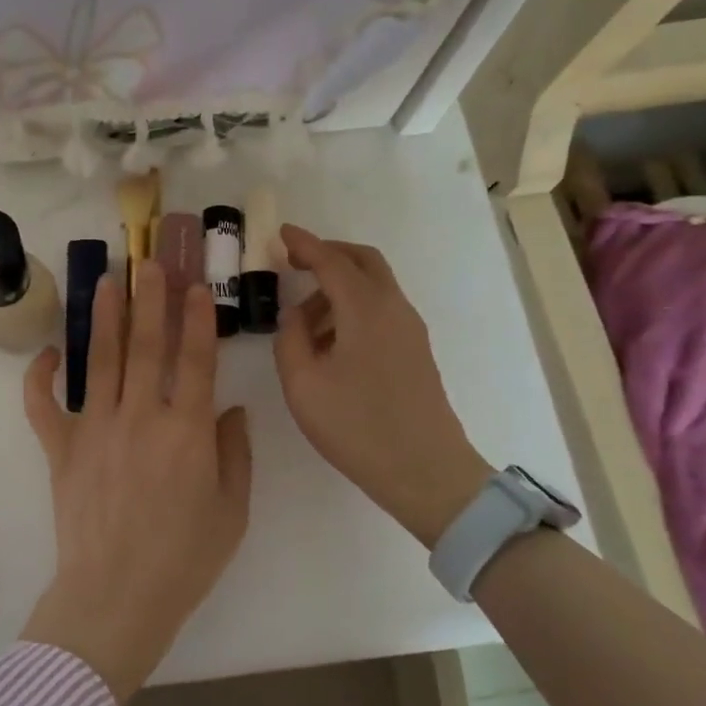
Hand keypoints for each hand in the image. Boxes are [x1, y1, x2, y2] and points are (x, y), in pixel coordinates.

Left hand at [20, 263, 252, 701]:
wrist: (116, 597)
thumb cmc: (184, 559)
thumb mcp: (231, 510)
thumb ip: (234, 453)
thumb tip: (230, 409)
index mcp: (186, 431)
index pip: (195, 360)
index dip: (197, 319)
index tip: (195, 287)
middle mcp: (140, 417)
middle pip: (146, 346)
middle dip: (150, 300)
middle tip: (150, 263)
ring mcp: (94, 429)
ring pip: (100, 361)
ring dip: (105, 318)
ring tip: (107, 281)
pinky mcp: (60, 450)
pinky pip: (43, 406)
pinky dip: (40, 378)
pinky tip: (48, 353)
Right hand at [274, 226, 490, 548]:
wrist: (425, 471)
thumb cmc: (357, 426)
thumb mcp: (302, 384)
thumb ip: (289, 339)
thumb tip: (295, 316)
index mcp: (365, 309)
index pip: (331, 261)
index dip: (303, 244)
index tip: (280, 234)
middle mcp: (393, 308)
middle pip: (363, 260)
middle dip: (327, 253)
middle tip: (293, 262)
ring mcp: (409, 329)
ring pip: (373, 285)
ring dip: (338, 285)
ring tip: (303, 319)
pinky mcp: (415, 350)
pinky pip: (380, 308)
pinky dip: (352, 306)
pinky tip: (330, 340)